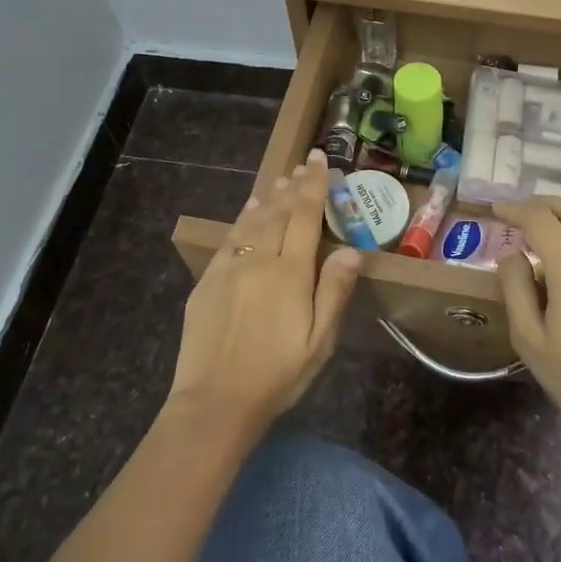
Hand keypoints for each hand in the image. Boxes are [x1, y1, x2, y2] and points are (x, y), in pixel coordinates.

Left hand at [169, 150, 360, 433]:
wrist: (215, 401)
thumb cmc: (277, 375)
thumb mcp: (319, 341)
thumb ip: (334, 291)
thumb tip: (352, 251)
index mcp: (290, 273)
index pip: (305, 216)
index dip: (313, 186)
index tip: (318, 160)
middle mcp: (259, 260)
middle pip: (278, 212)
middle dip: (292, 186)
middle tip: (301, 165)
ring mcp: (229, 267)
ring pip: (252, 221)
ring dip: (268, 197)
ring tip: (279, 180)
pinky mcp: (208, 281)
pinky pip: (229, 238)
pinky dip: (242, 219)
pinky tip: (248, 212)